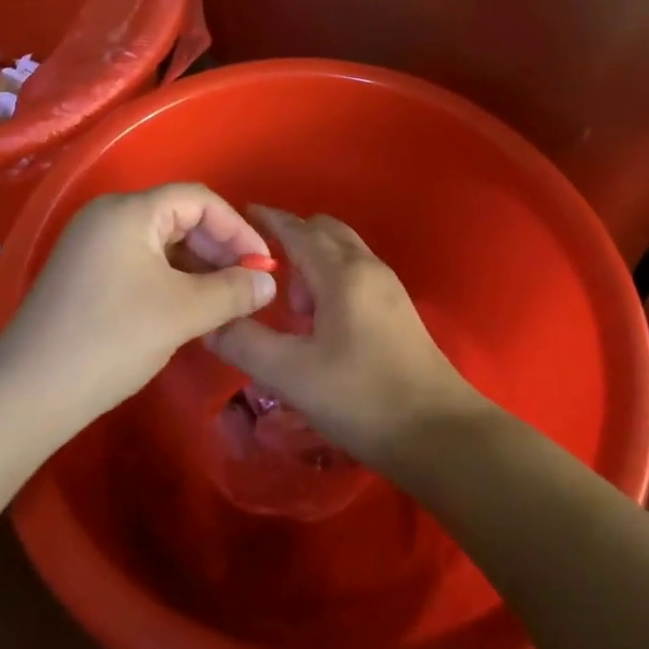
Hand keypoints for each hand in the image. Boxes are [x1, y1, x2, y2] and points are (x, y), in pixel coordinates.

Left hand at [0, 184, 275, 425]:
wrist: (26, 394)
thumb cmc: (111, 339)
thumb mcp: (182, 313)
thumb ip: (232, 291)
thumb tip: (269, 282)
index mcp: (129, 210)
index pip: (198, 200)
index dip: (237, 228)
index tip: (263, 265)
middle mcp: (108, 215)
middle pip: (179, 217)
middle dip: (218, 249)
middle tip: (246, 285)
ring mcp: (92, 244)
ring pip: (161, 242)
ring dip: (197, 267)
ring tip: (223, 301)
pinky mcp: (84, 272)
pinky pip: (140, 261)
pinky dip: (171, 279)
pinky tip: (188, 309)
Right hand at [204, 207, 488, 466]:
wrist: (439, 433)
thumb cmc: (362, 398)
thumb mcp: (292, 374)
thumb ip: (245, 343)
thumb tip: (209, 321)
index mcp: (342, 272)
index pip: (297, 229)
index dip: (268, 220)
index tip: (240, 215)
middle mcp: (367, 267)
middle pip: (324, 231)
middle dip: (292, 242)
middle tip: (266, 279)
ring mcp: (388, 286)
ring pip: (342, 252)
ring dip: (313, 264)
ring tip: (294, 312)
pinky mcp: (397, 309)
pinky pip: (356, 273)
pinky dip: (332, 280)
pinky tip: (322, 325)